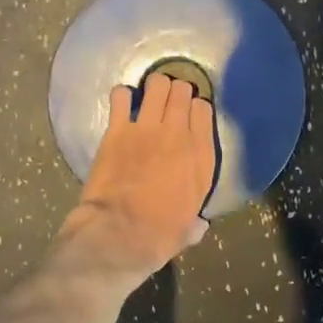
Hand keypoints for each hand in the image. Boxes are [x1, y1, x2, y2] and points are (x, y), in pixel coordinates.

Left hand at [55, 74, 216, 286]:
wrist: (120, 233)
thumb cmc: (159, 236)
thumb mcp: (187, 231)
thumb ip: (194, 223)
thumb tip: (198, 226)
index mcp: (202, 157)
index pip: (204, 110)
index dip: (196, 108)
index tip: (189, 115)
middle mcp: (179, 134)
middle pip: (183, 91)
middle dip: (176, 92)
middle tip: (168, 102)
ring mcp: (148, 128)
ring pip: (157, 85)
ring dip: (154, 87)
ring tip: (149, 96)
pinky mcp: (118, 129)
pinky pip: (121, 96)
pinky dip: (122, 97)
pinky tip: (122, 104)